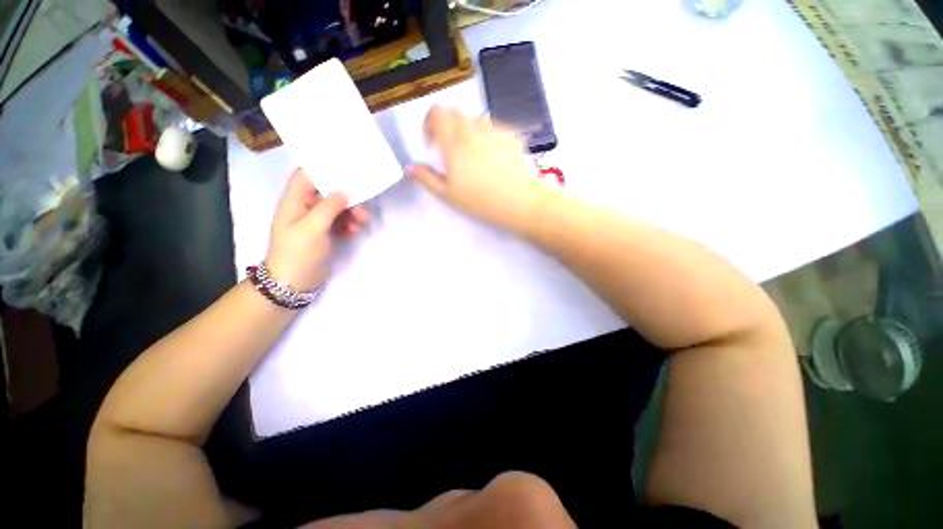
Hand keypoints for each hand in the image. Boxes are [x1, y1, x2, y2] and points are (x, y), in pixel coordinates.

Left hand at [266, 169, 368, 290]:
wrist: (294, 282)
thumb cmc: (298, 252)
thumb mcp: (312, 227)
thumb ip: (328, 207)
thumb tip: (343, 191)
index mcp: (294, 201)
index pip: (306, 174)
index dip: (323, 166)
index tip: (346, 165)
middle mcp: (304, 207)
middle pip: (326, 191)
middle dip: (346, 195)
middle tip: (363, 199)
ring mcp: (315, 221)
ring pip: (336, 208)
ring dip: (351, 211)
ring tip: (363, 220)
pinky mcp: (324, 233)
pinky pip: (340, 222)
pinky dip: (349, 224)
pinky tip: (355, 230)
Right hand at [407, 107, 548, 234]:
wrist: (520, 202)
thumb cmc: (481, 202)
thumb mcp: (449, 196)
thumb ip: (427, 179)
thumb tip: (410, 167)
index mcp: (455, 144)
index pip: (437, 113)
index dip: (430, 122)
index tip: (432, 142)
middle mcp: (473, 131)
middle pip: (455, 113)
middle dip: (448, 127)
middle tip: (452, 150)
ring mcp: (495, 131)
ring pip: (475, 120)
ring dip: (468, 132)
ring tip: (474, 156)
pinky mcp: (511, 135)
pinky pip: (493, 128)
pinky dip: (487, 137)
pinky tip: (493, 159)